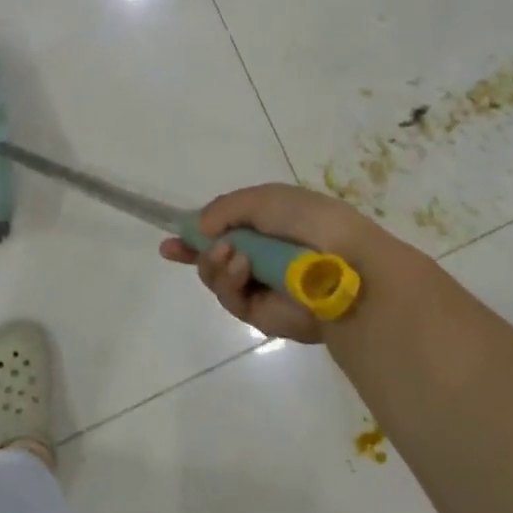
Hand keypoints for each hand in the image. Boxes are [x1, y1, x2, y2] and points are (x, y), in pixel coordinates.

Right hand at [159, 183, 390, 342]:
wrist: (343, 264)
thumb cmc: (308, 221)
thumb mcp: (264, 198)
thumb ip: (225, 209)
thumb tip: (199, 229)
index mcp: (267, 225)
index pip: (224, 230)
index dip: (195, 235)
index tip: (170, 243)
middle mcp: (261, 256)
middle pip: (214, 257)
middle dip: (195, 252)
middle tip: (179, 248)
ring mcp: (261, 286)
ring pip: (216, 277)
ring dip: (214, 263)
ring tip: (230, 254)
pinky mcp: (262, 314)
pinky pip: (231, 298)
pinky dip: (229, 280)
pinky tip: (241, 267)